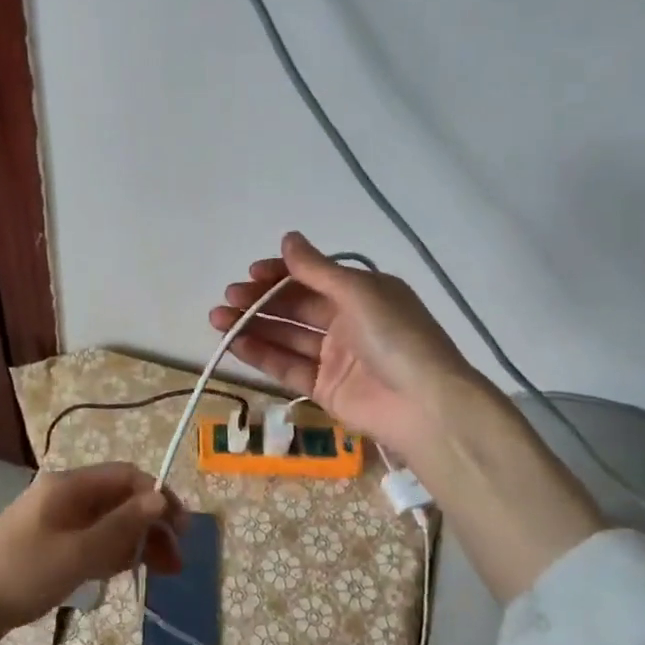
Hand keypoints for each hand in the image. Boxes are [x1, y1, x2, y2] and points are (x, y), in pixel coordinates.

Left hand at [0, 463, 182, 644]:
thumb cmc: (20, 575)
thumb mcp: (77, 553)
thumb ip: (121, 526)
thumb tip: (161, 497)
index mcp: (69, 486)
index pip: (127, 477)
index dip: (158, 497)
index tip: (182, 531)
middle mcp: (64, 496)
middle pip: (119, 500)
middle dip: (150, 525)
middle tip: (175, 563)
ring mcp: (54, 523)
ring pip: (107, 524)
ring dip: (134, 543)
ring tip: (159, 574)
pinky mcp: (47, 548)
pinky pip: (90, 543)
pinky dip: (110, 555)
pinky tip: (124, 575)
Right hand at [209, 231, 500, 457]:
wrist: (426, 407)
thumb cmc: (396, 337)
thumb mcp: (359, 293)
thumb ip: (317, 269)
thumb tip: (288, 237)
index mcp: (362, 293)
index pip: (312, 277)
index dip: (280, 274)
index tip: (250, 274)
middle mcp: (347, 321)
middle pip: (295, 306)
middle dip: (260, 300)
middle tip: (228, 298)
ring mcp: (335, 356)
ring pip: (286, 336)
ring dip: (253, 326)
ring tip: (218, 319)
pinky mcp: (325, 388)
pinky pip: (288, 366)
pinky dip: (262, 354)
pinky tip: (235, 344)